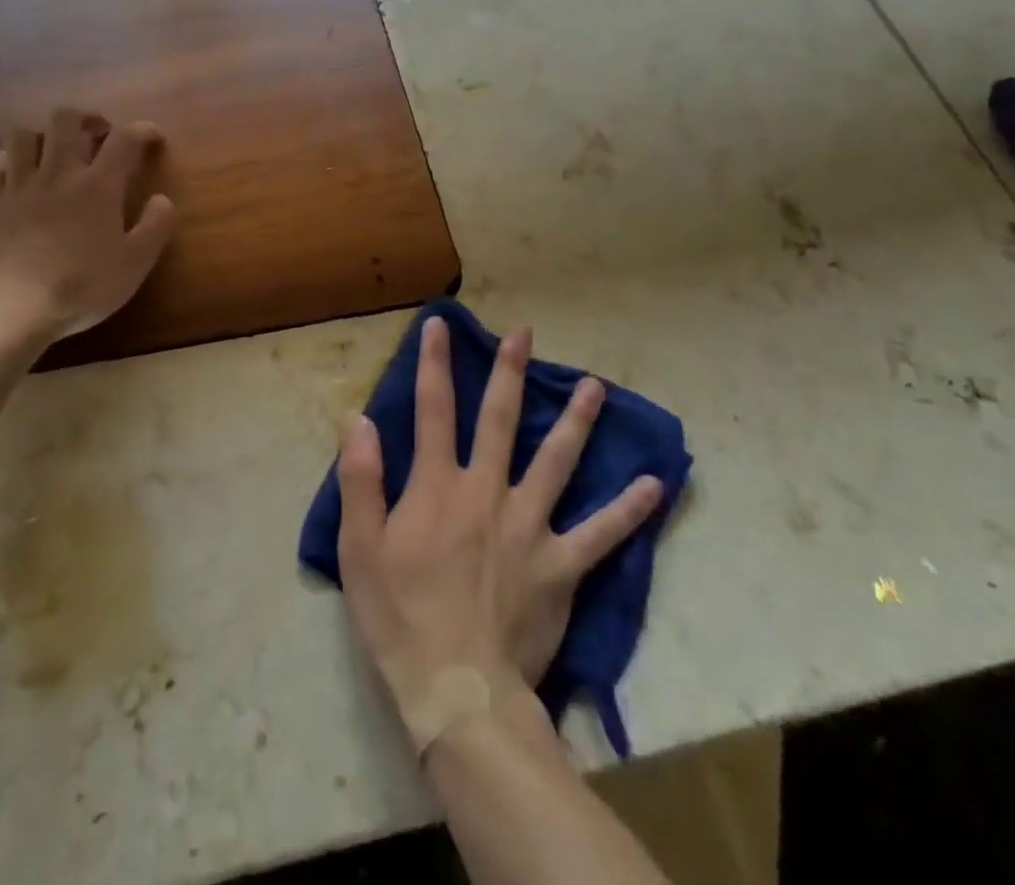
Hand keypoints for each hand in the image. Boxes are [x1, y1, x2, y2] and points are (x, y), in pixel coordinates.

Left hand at [0, 109, 176, 347]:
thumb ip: (155, 227)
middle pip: (66, 120)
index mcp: (98, 186)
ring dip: (43, 135)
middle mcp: (57, 173)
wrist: (9, 309)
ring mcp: (17, 185)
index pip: (125, 139)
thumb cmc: (80, 287)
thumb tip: (163, 199)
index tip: (152, 138)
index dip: (142, 130)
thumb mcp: (134, 264)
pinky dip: (5, 161)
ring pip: (23, 134)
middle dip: (86, 118)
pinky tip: (14, 173)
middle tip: (98, 134)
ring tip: (54, 151)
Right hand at [336, 317, 663, 730]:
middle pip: (499, 420)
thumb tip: (360, 418)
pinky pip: (601, 534)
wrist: (458, 689)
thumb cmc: (400, 615)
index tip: (438, 325)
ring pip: (556, 461)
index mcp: (438, 486)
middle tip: (525, 334)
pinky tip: (655, 485)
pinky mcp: (561, 566)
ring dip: (576, 422)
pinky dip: (628, 510)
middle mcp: (487, 491)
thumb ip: (361, 478)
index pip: (433, 409)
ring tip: (596, 387)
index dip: (433, 363)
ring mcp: (529, 526)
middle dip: (510, 372)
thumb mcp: (359, 547)